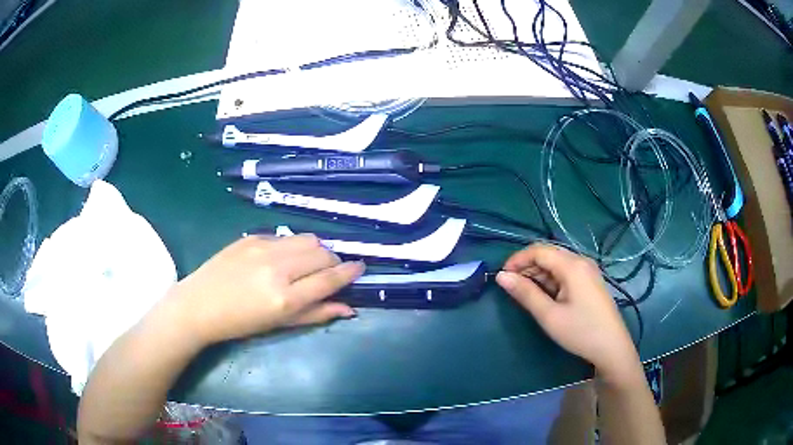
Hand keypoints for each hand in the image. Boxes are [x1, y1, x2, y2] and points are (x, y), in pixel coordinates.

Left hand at [165, 234, 364, 345]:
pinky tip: (281, 259)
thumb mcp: (279, 325)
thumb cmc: (240, 324)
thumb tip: (349, 308)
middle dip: (333, 261)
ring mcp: (263, 248)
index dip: (350, 272)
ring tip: (307, 263)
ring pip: (306, 238)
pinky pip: (284, 236)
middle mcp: (277, 268)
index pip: (329, 278)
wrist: (199, 305)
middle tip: (329, 272)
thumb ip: (316, 314)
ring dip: (315, 250)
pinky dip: (292, 246)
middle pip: (322, 252)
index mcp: (285, 298)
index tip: (360, 268)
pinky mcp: (251, 237)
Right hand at [496, 244, 638, 380]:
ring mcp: (588, 271)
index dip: (517, 259)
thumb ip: (525, 293)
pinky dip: (551, 280)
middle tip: (511, 287)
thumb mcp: (549, 315)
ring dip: (538, 274)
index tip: (501, 276)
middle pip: (548, 254)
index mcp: (572, 265)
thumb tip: (501, 276)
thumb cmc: (580, 331)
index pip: (539, 250)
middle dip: (527, 266)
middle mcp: (581, 261)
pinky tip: (545, 295)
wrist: (611, 347)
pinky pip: (566, 272)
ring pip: (557, 263)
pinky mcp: (590, 281)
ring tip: (525, 293)